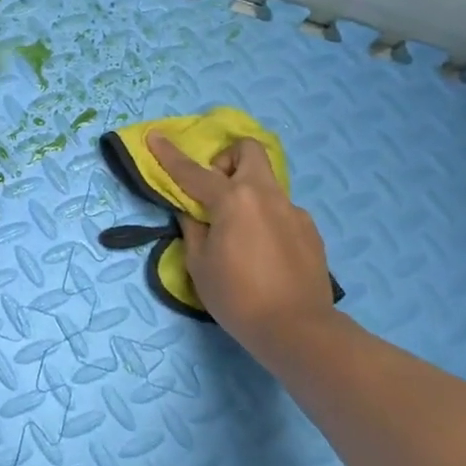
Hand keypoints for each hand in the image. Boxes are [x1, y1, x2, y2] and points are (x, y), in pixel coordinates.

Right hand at [147, 133, 341, 354]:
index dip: (170, 155)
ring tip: (239, 234)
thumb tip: (193, 213)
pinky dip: (266, 219)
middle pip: (249, 152)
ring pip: (266, 184)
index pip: (194, 172)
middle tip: (215, 192)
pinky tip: (264, 254)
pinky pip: (281, 211)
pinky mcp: (310, 230)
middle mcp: (266, 195)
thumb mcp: (199, 265)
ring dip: (247, 194)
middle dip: (227, 160)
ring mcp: (293, 211)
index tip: (155, 136)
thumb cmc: (237, 297)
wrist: (297, 329)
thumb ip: (193, 230)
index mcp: (234, 200)